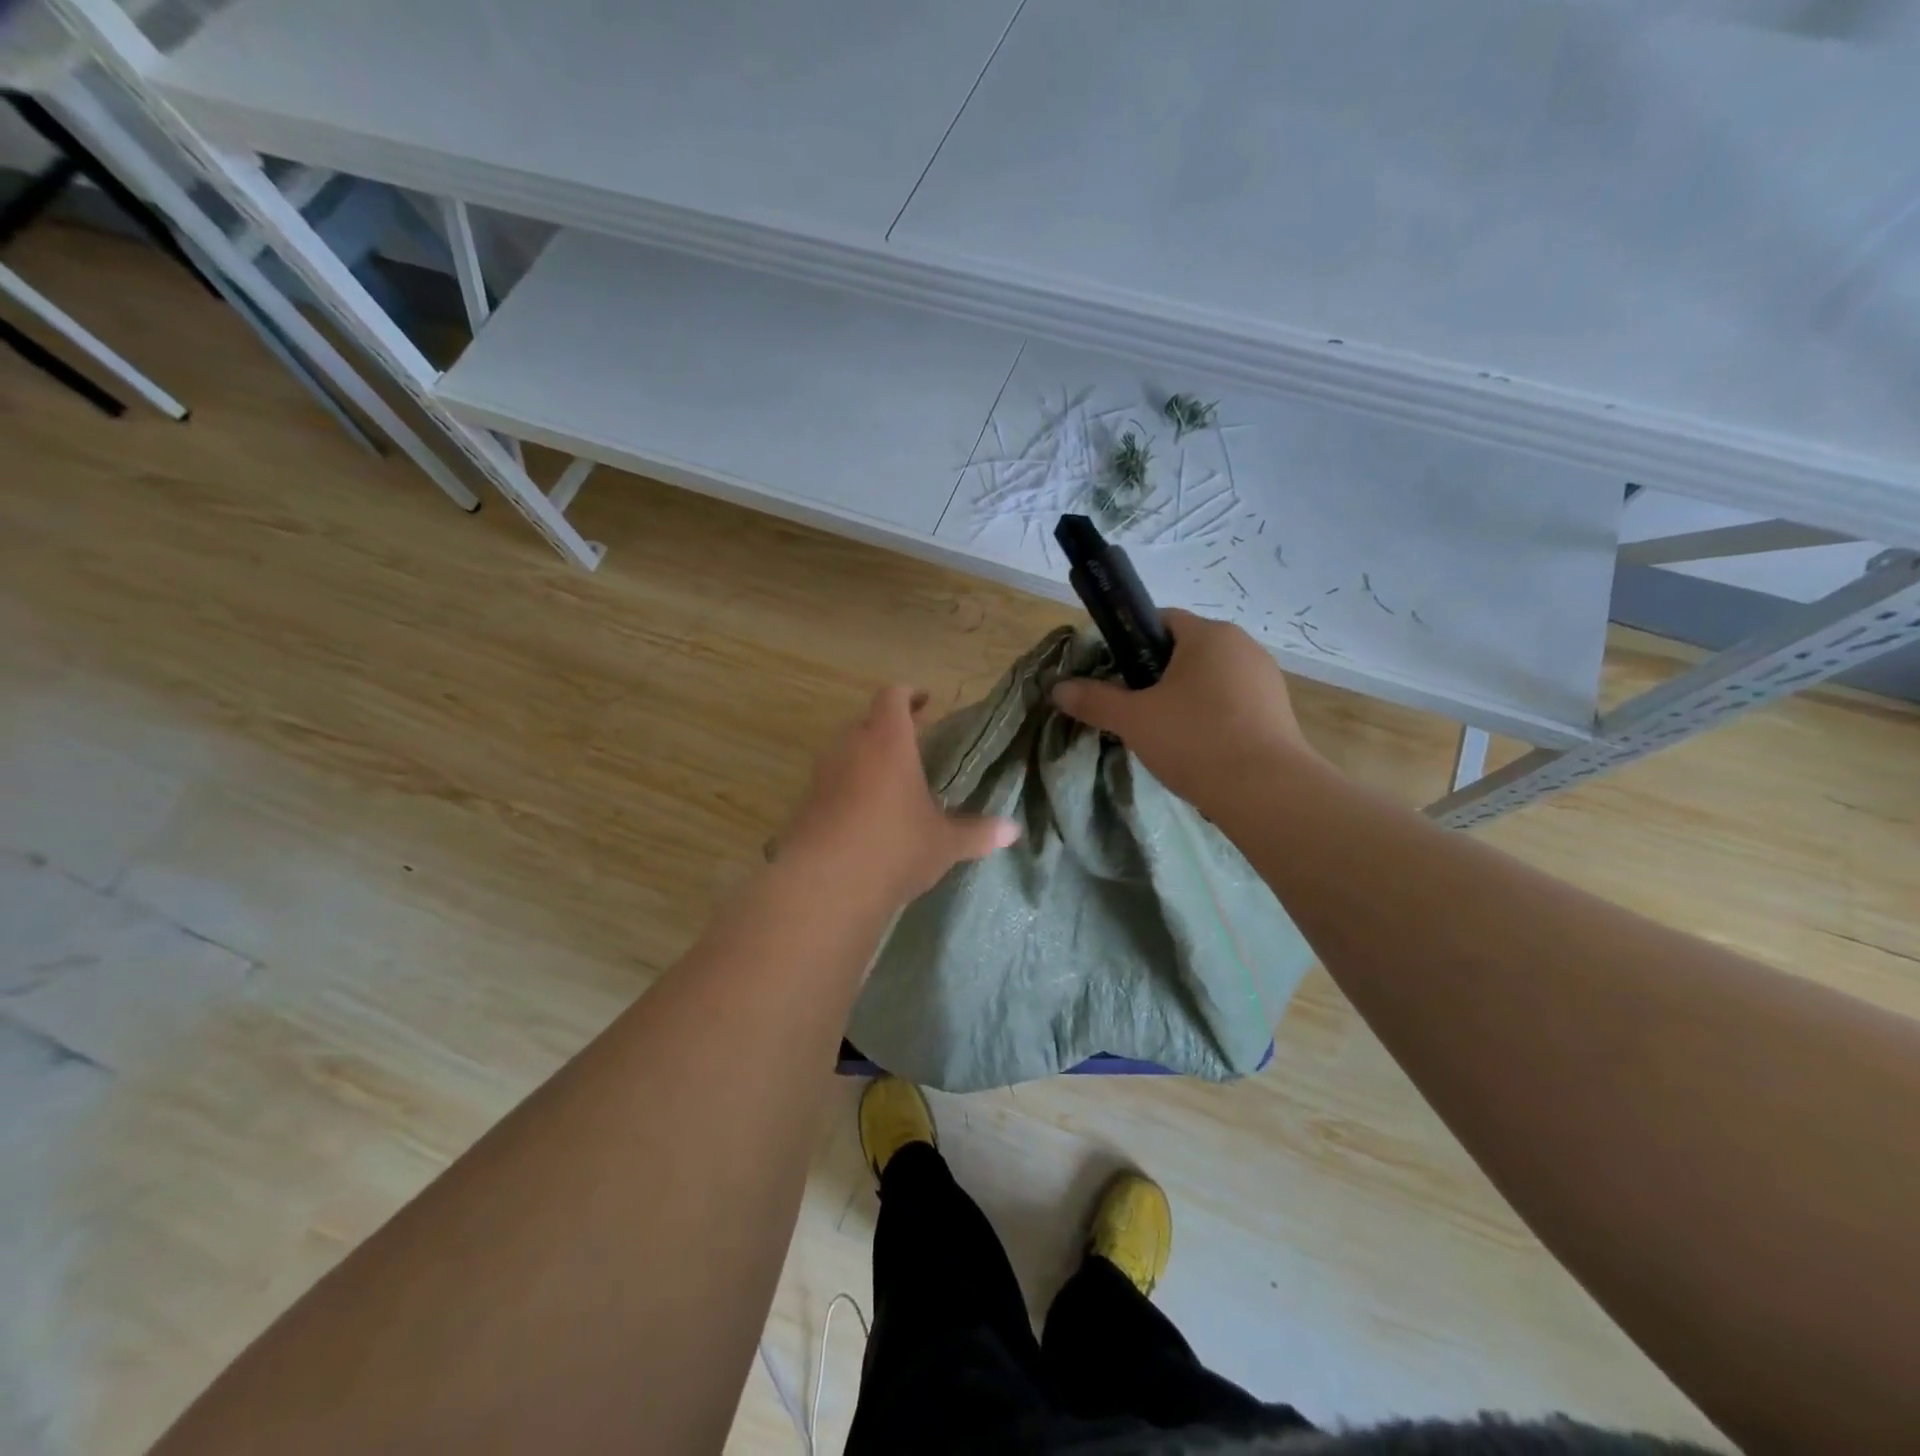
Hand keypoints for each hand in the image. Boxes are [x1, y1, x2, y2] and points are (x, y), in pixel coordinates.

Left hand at [776, 686, 1020, 908]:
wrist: (824, 886)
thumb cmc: (894, 848)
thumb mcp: (944, 843)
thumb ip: (978, 832)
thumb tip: (1012, 831)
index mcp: (887, 741)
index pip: (893, 697)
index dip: (909, 695)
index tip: (925, 703)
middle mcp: (850, 748)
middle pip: (867, 723)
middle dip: (889, 730)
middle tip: (913, 747)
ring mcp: (822, 775)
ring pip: (845, 753)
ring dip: (866, 761)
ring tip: (891, 785)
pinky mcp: (804, 805)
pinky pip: (830, 784)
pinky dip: (848, 790)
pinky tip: (865, 819)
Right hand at [1051, 609, 1316, 810]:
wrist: (1265, 791)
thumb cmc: (1194, 740)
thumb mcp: (1133, 720)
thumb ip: (1094, 700)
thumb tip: (1058, 688)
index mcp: (1209, 635)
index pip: (1161, 620)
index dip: (1130, 642)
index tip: (1114, 674)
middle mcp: (1242, 646)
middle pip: (1186, 651)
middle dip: (1156, 675)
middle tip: (1134, 709)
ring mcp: (1265, 678)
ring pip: (1210, 679)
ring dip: (1185, 699)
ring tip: (1164, 734)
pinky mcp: (1278, 711)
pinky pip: (1232, 704)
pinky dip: (1211, 718)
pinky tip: (1198, 749)